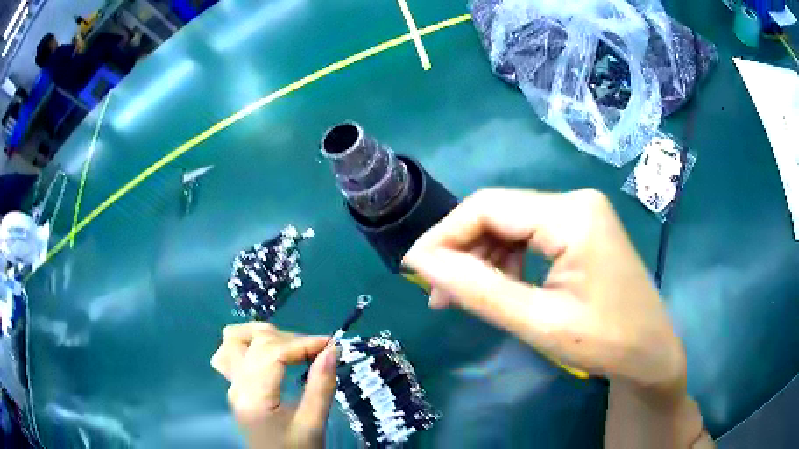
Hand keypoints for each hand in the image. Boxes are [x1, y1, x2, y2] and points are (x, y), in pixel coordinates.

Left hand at [211, 323, 337, 448]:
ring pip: (233, 340)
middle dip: (290, 339)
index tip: (332, 344)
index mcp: (253, 398)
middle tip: (318, 351)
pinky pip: (232, 353)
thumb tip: (332, 350)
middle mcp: (236, 386)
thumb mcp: (313, 424)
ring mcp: (232, 385)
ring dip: (262, 334)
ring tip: (290, 344)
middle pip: (256, 342)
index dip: (303, 342)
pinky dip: (250, 343)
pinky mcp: (236, 387)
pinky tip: (269, 352)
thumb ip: (321, 386)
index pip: (272, 353)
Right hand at [403, 188, 685, 390]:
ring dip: (482, 258)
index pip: (489, 207)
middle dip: (462, 250)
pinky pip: (530, 236)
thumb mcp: (539, 323)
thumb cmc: (605, 343)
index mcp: (571, 215)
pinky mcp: (581, 230)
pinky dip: (506, 261)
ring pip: (511, 225)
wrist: (650, 353)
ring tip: (461, 296)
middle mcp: (575, 201)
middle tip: (437, 293)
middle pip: (499, 212)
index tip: (414, 268)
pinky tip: (498, 288)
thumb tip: (422, 263)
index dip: (444, 235)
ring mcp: (580, 214)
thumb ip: (479, 290)